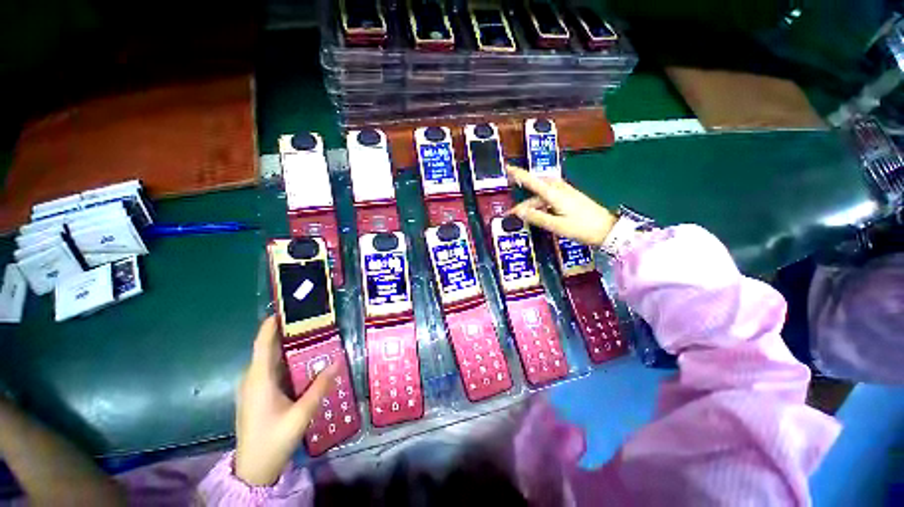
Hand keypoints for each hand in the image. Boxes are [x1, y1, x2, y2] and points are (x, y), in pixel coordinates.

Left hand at [234, 316, 337, 485]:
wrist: (254, 469)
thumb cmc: (274, 439)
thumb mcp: (301, 413)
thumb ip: (320, 387)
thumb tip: (337, 361)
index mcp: (259, 380)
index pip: (262, 345)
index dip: (271, 326)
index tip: (285, 309)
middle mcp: (253, 379)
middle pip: (268, 349)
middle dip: (286, 333)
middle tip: (311, 321)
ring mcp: (253, 388)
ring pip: (270, 360)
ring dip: (288, 348)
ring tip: (311, 336)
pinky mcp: (257, 395)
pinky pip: (272, 371)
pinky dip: (286, 361)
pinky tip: (303, 362)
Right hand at [506, 166, 616, 245]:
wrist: (607, 230)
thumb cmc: (582, 228)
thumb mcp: (557, 226)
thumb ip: (537, 217)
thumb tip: (518, 212)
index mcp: (555, 194)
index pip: (533, 181)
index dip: (519, 174)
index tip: (507, 167)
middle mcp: (560, 190)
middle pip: (537, 188)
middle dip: (524, 197)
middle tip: (513, 210)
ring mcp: (567, 192)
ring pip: (543, 193)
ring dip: (532, 202)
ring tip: (524, 215)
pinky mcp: (571, 197)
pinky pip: (550, 196)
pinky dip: (541, 203)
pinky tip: (539, 212)